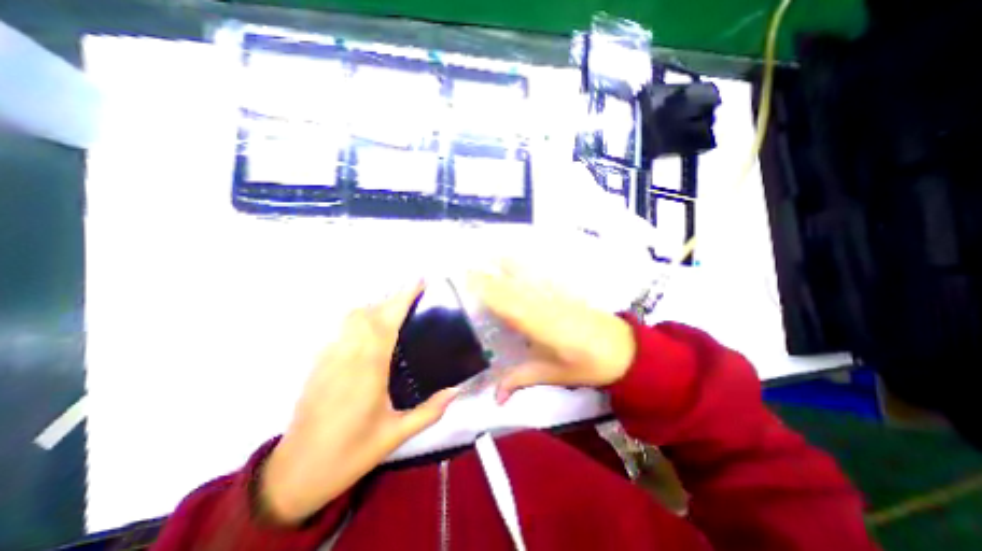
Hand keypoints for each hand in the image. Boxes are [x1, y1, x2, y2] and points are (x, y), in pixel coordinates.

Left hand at [260, 283, 459, 525]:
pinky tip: (371, 328)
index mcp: (368, 369)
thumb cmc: (350, 453)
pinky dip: (359, 318)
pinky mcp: (319, 362)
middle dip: (392, 298)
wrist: (295, 473)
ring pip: (351, 317)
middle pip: (369, 312)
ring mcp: (329, 357)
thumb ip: (430, 411)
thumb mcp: (396, 435)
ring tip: (396, 309)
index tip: (419, 282)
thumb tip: (456, 391)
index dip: (402, 298)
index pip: (386, 321)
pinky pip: (341, 329)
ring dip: (375, 306)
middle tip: (415, 297)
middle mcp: (347, 355)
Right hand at [468, 263, 637, 403]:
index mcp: (540, 324)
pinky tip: (516, 258)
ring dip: (506, 264)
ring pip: (526, 275)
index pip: (507, 303)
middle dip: (489, 275)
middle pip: (512, 286)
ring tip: (487, 253)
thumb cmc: (589, 364)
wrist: (625, 349)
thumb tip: (495, 398)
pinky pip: (540, 274)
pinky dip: (526, 264)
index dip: (487, 289)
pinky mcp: (564, 290)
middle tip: (465, 266)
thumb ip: (521, 379)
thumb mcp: (554, 374)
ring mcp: (555, 294)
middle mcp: (543, 304)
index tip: (466, 279)